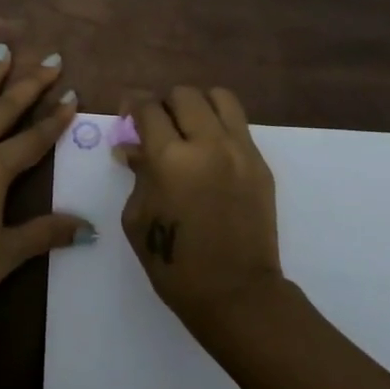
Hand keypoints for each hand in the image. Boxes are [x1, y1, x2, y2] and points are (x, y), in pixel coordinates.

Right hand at [118, 86, 284, 330]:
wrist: (236, 294)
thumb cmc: (175, 263)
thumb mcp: (138, 219)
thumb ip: (137, 174)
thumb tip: (131, 147)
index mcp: (170, 159)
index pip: (149, 108)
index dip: (133, 104)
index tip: (128, 112)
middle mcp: (208, 144)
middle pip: (184, 94)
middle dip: (165, 104)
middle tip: (158, 126)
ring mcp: (240, 151)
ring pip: (219, 97)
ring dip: (198, 106)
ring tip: (189, 128)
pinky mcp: (261, 163)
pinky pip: (238, 125)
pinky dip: (219, 126)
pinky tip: (210, 152)